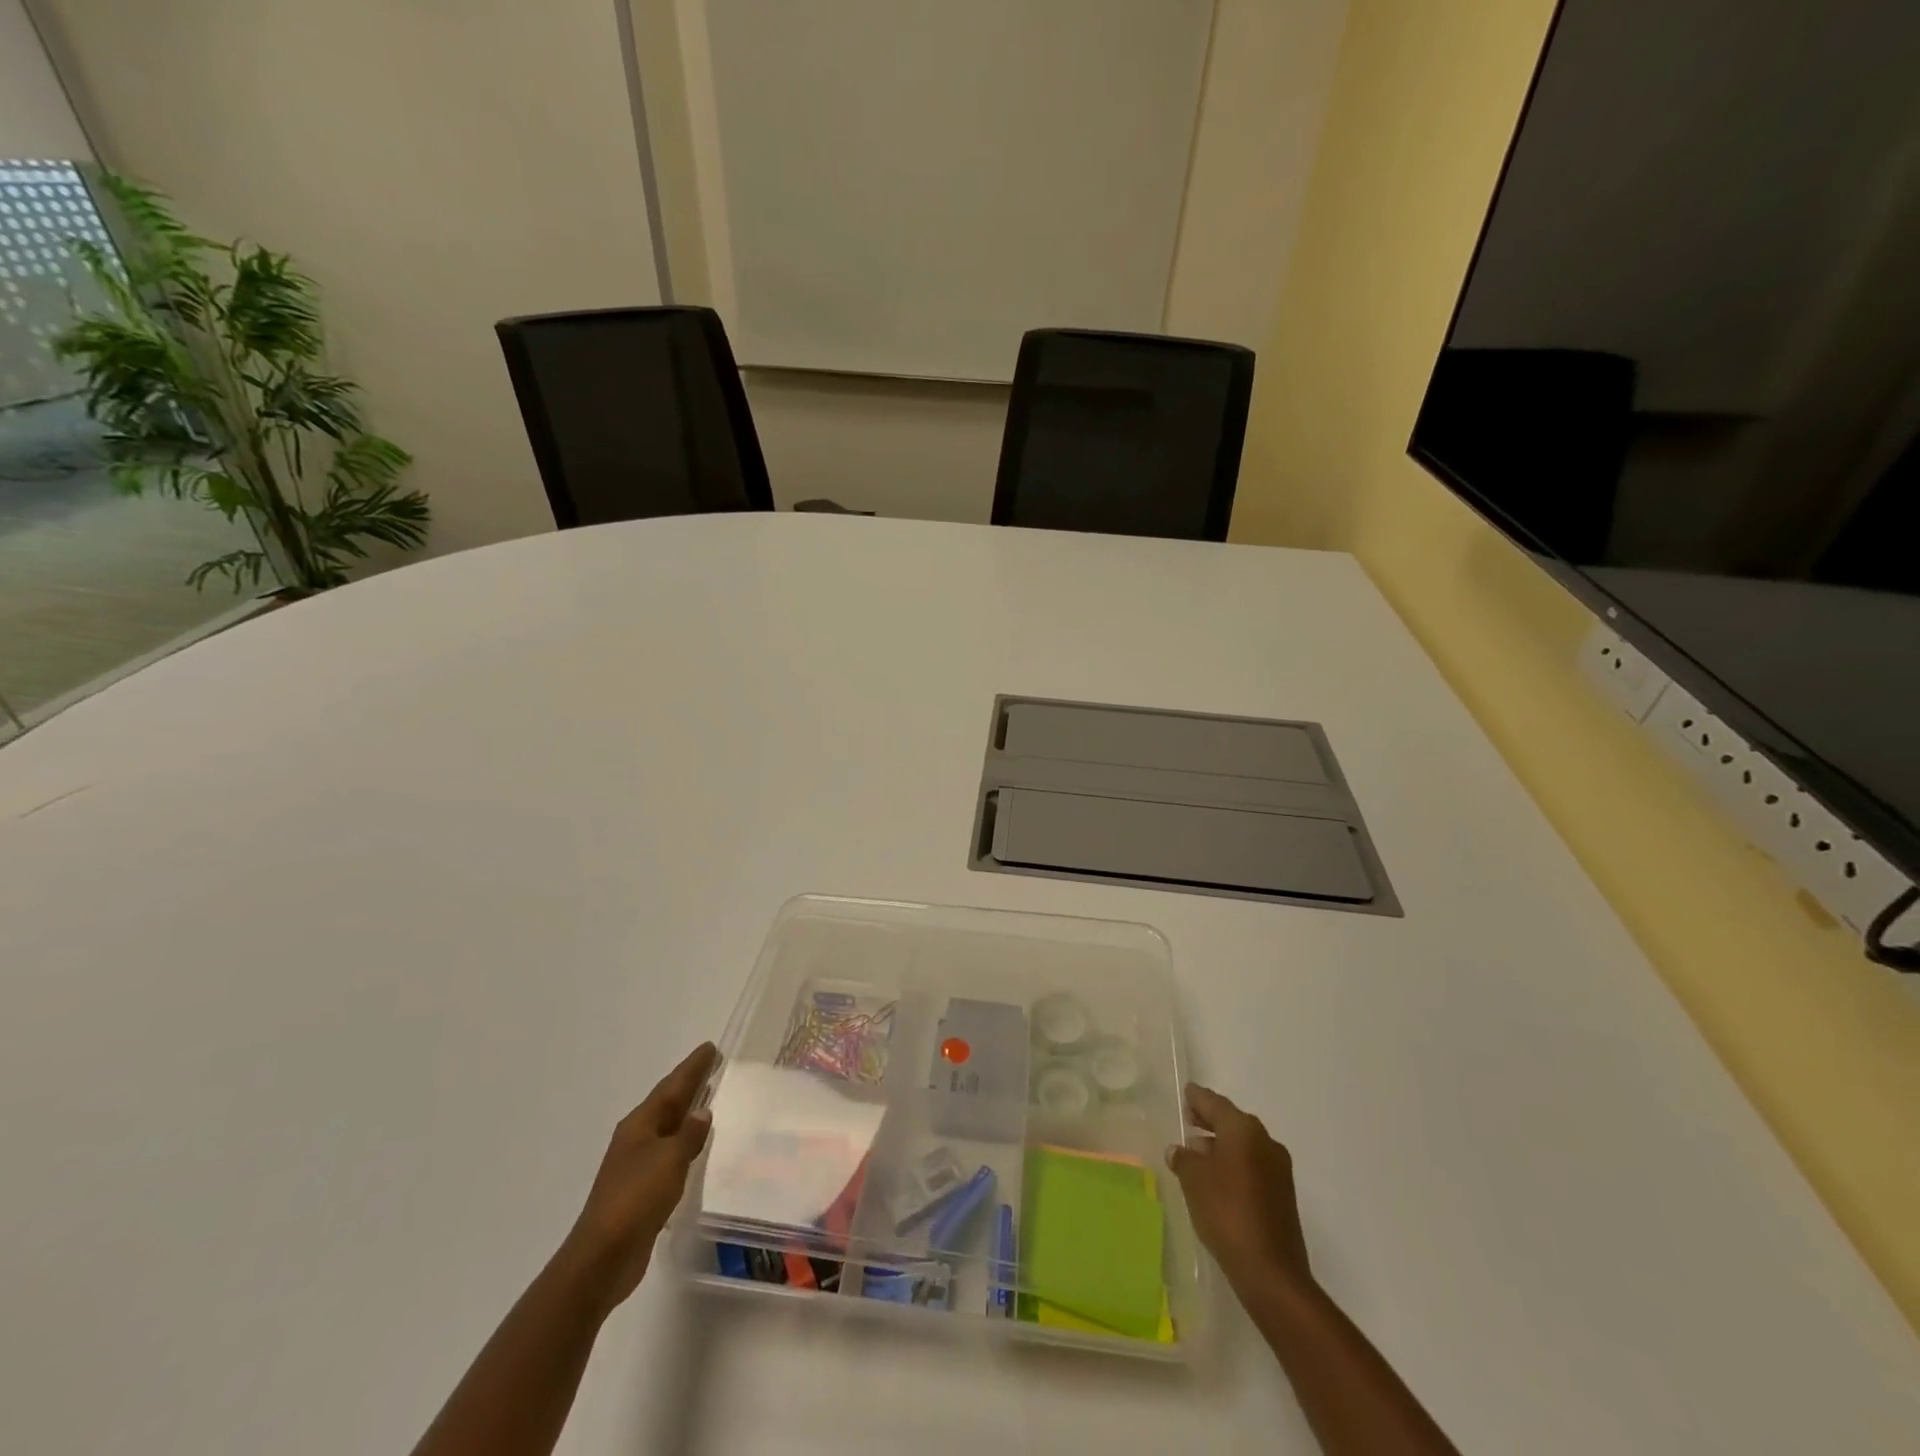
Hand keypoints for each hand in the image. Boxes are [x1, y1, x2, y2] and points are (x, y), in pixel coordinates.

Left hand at [559, 1042, 718, 1310]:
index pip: (672, 1086)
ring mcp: (636, 1165)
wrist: (603, 1258)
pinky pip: (669, 1154)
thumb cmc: (636, 1199)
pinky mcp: (641, 1190)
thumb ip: (689, 1135)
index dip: (693, 1067)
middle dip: (690, 1084)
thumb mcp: (669, 1160)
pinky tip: (696, 1148)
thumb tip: (702, 1111)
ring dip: (687, 1113)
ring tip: (710, 1101)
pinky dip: (684, 1143)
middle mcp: (636, 1138)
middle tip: (713, 1066)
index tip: (711, 1048)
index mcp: (640, 1124)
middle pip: (667, 1103)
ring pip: (668, 1128)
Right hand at [1167, 1083, 1313, 1295]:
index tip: (1185, 1092)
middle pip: (1231, 1122)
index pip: (1214, 1103)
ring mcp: (1278, 1169)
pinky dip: (1233, 1165)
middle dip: (1209, 1121)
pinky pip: (1252, 1166)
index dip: (1197, 1098)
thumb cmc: (1227, 1212)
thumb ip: (1183, 1158)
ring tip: (1196, 1153)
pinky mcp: (1282, 1195)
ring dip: (1220, 1145)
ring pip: (1243, 1145)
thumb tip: (1179, 1150)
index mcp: (1244, 1130)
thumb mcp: (1193, 1180)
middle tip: (1187, 1120)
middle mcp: (1265, 1141)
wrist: (1271, 1272)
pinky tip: (1216, 1179)